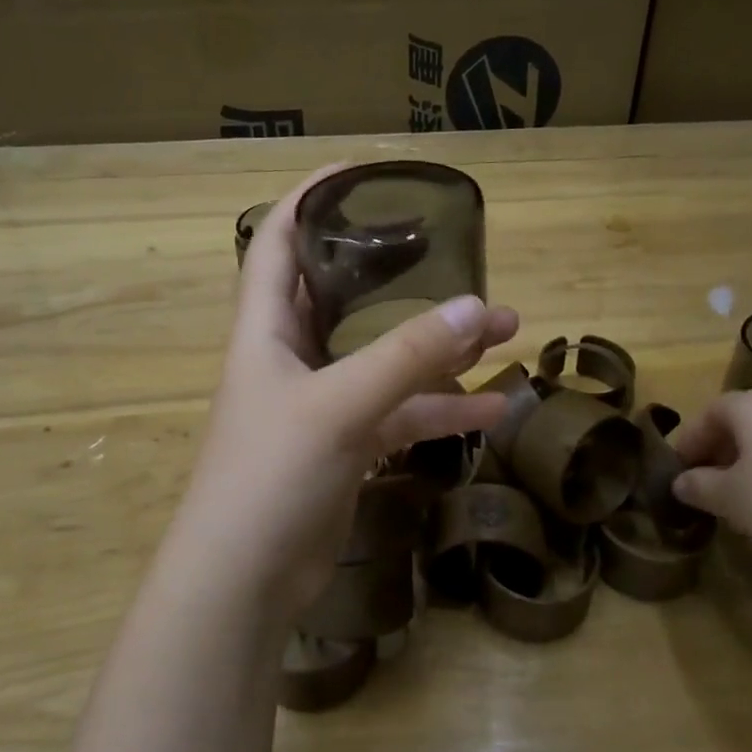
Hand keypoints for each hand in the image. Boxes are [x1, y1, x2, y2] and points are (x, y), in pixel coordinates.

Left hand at [174, 165, 519, 617]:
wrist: (244, 581)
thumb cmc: (270, 476)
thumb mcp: (340, 407)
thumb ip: (408, 357)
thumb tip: (478, 308)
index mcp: (267, 326)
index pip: (279, 236)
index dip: (313, 196)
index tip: (366, 170)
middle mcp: (292, 354)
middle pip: (345, 292)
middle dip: (400, 271)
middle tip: (455, 252)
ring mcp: (321, 402)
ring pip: (386, 355)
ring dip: (440, 344)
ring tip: (507, 328)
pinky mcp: (346, 445)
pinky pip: (400, 412)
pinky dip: (442, 408)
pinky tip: (496, 407)